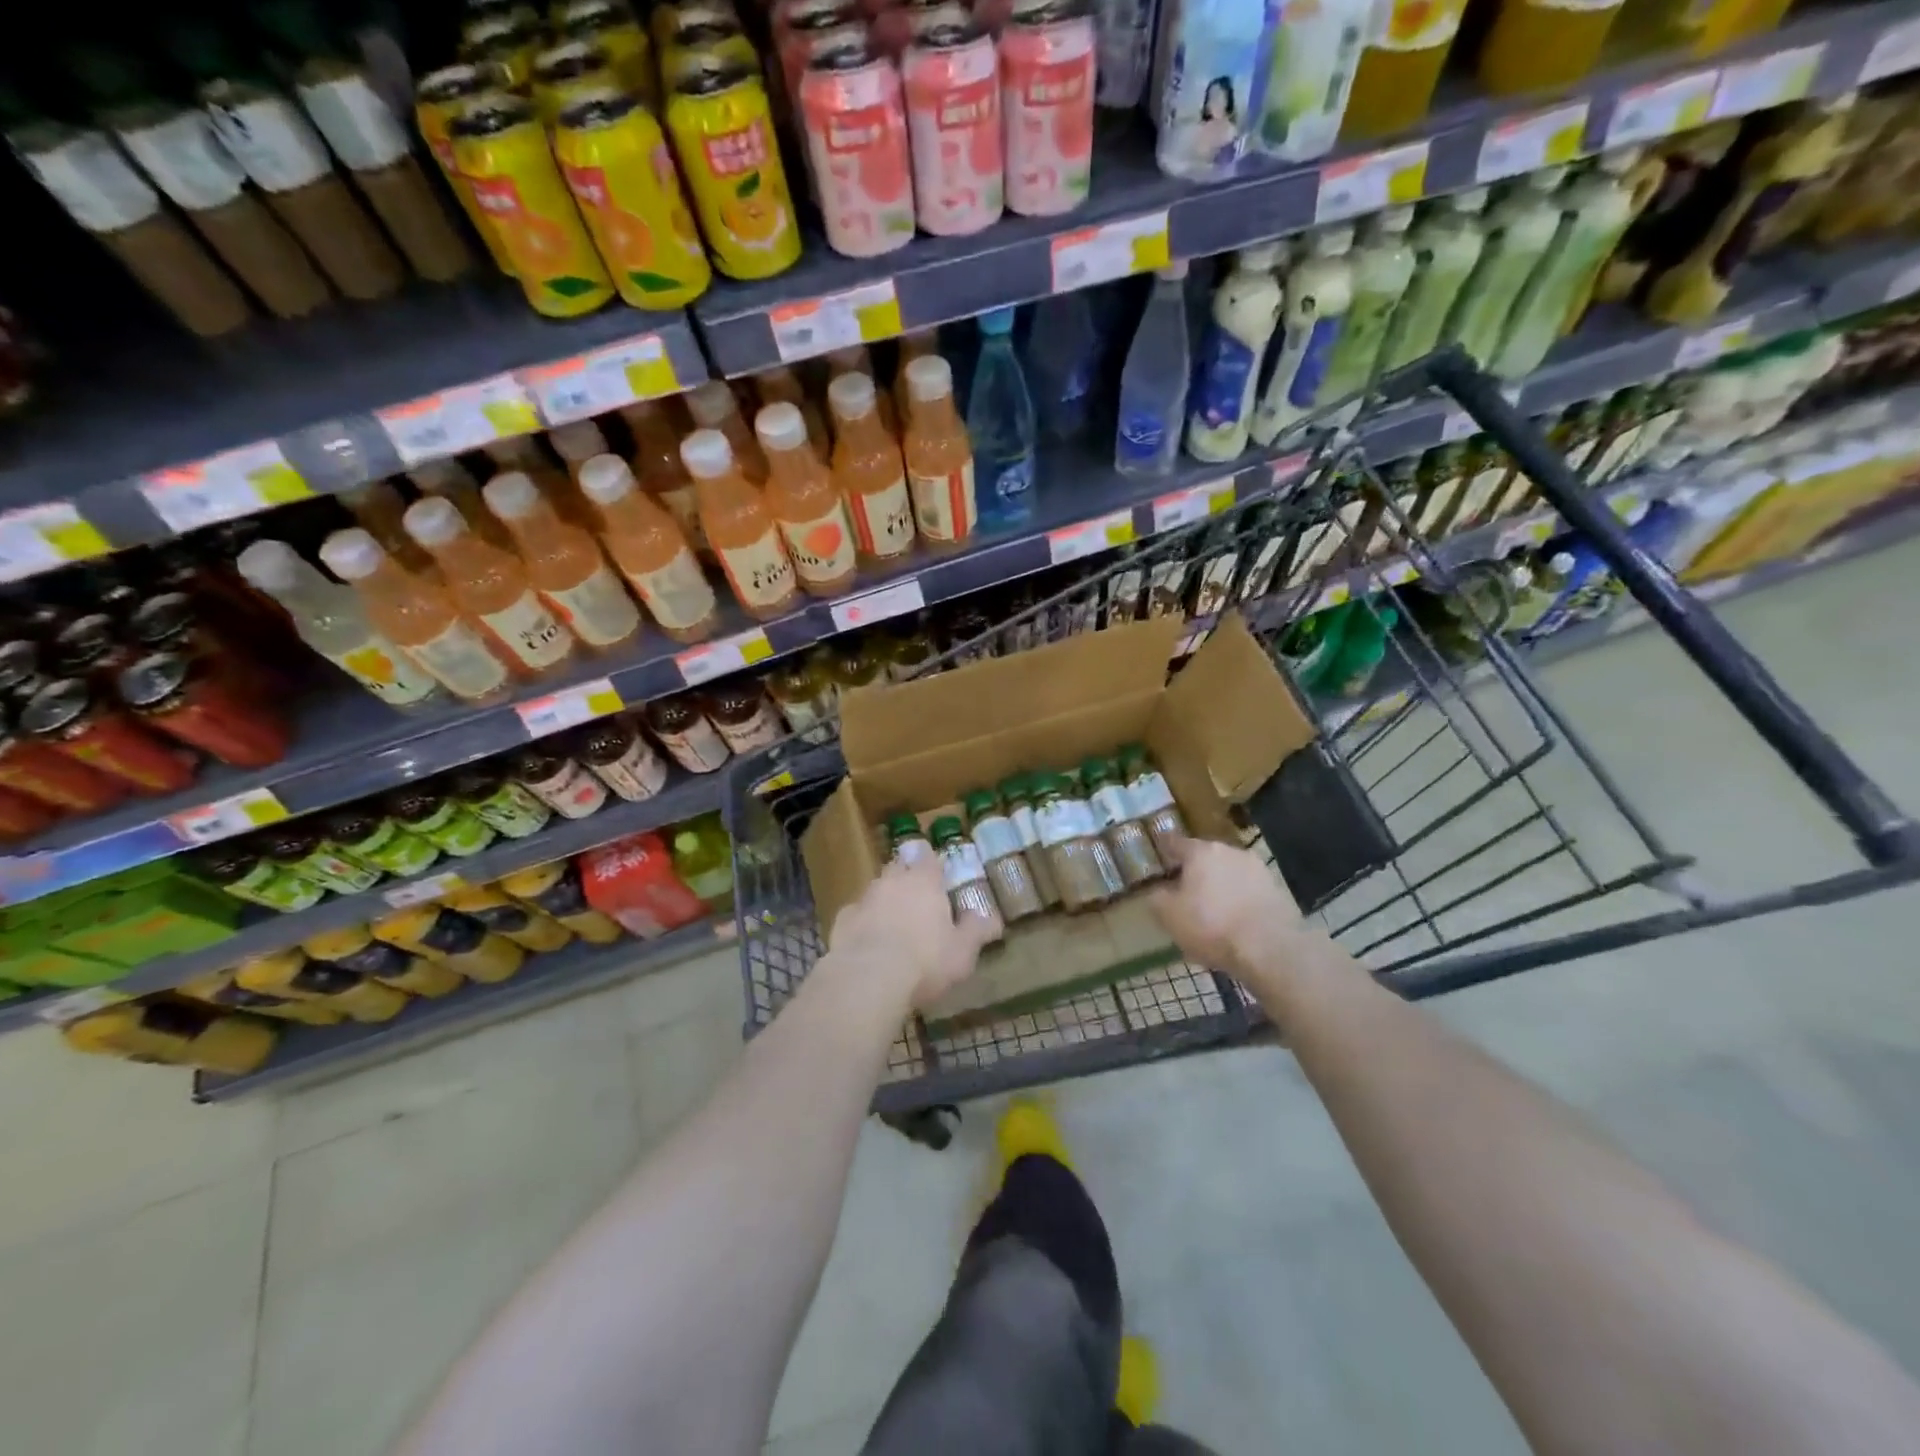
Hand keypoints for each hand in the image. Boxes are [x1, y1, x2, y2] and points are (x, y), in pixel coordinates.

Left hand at [826, 853, 994, 1010]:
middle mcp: (893, 881)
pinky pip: (856, 915)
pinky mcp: (842, 920)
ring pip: (876, 890)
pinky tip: (868, 944)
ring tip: (893, 925)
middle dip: (906, 877)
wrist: (868, 978)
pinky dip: (863, 923)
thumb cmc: (925, 961)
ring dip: (884, 901)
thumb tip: (990, 917)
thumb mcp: (963, 951)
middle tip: (916, 899)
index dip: (931, 862)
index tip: (936, 872)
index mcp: (925, 881)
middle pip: (899, 867)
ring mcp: (864, 898)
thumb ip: (976, 930)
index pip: (928, 857)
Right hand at [1149, 836, 1305, 985]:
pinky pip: (1248, 890)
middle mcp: (1230, 852)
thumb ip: (1157, 897)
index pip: (1175, 842)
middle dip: (1194, 870)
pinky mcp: (1277, 890)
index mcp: (1201, 852)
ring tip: (1212, 908)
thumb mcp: (1168, 915)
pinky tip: (1234, 919)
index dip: (1165, 847)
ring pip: (1229, 873)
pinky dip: (1238, 899)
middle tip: (1184, 888)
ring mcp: (1257, 870)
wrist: (1270, 948)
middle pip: (1205, 857)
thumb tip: (1157, 890)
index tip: (1159, 850)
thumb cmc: (1211, 925)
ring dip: (1219, 885)